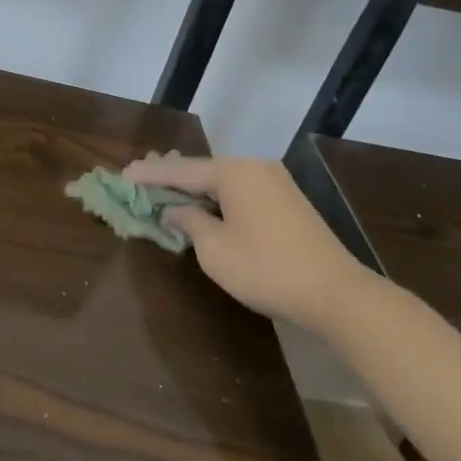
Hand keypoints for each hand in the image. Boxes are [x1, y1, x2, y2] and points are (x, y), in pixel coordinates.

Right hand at [124, 154, 368, 327]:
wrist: (337, 293)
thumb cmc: (266, 269)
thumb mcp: (215, 250)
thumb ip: (189, 222)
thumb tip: (176, 210)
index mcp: (233, 172)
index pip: (181, 170)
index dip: (150, 175)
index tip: (124, 173)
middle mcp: (254, 167)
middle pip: (203, 169)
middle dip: (171, 175)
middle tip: (141, 175)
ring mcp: (275, 182)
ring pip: (223, 179)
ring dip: (195, 186)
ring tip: (167, 185)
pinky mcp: (288, 201)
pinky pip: (241, 190)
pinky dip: (217, 195)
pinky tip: (204, 201)